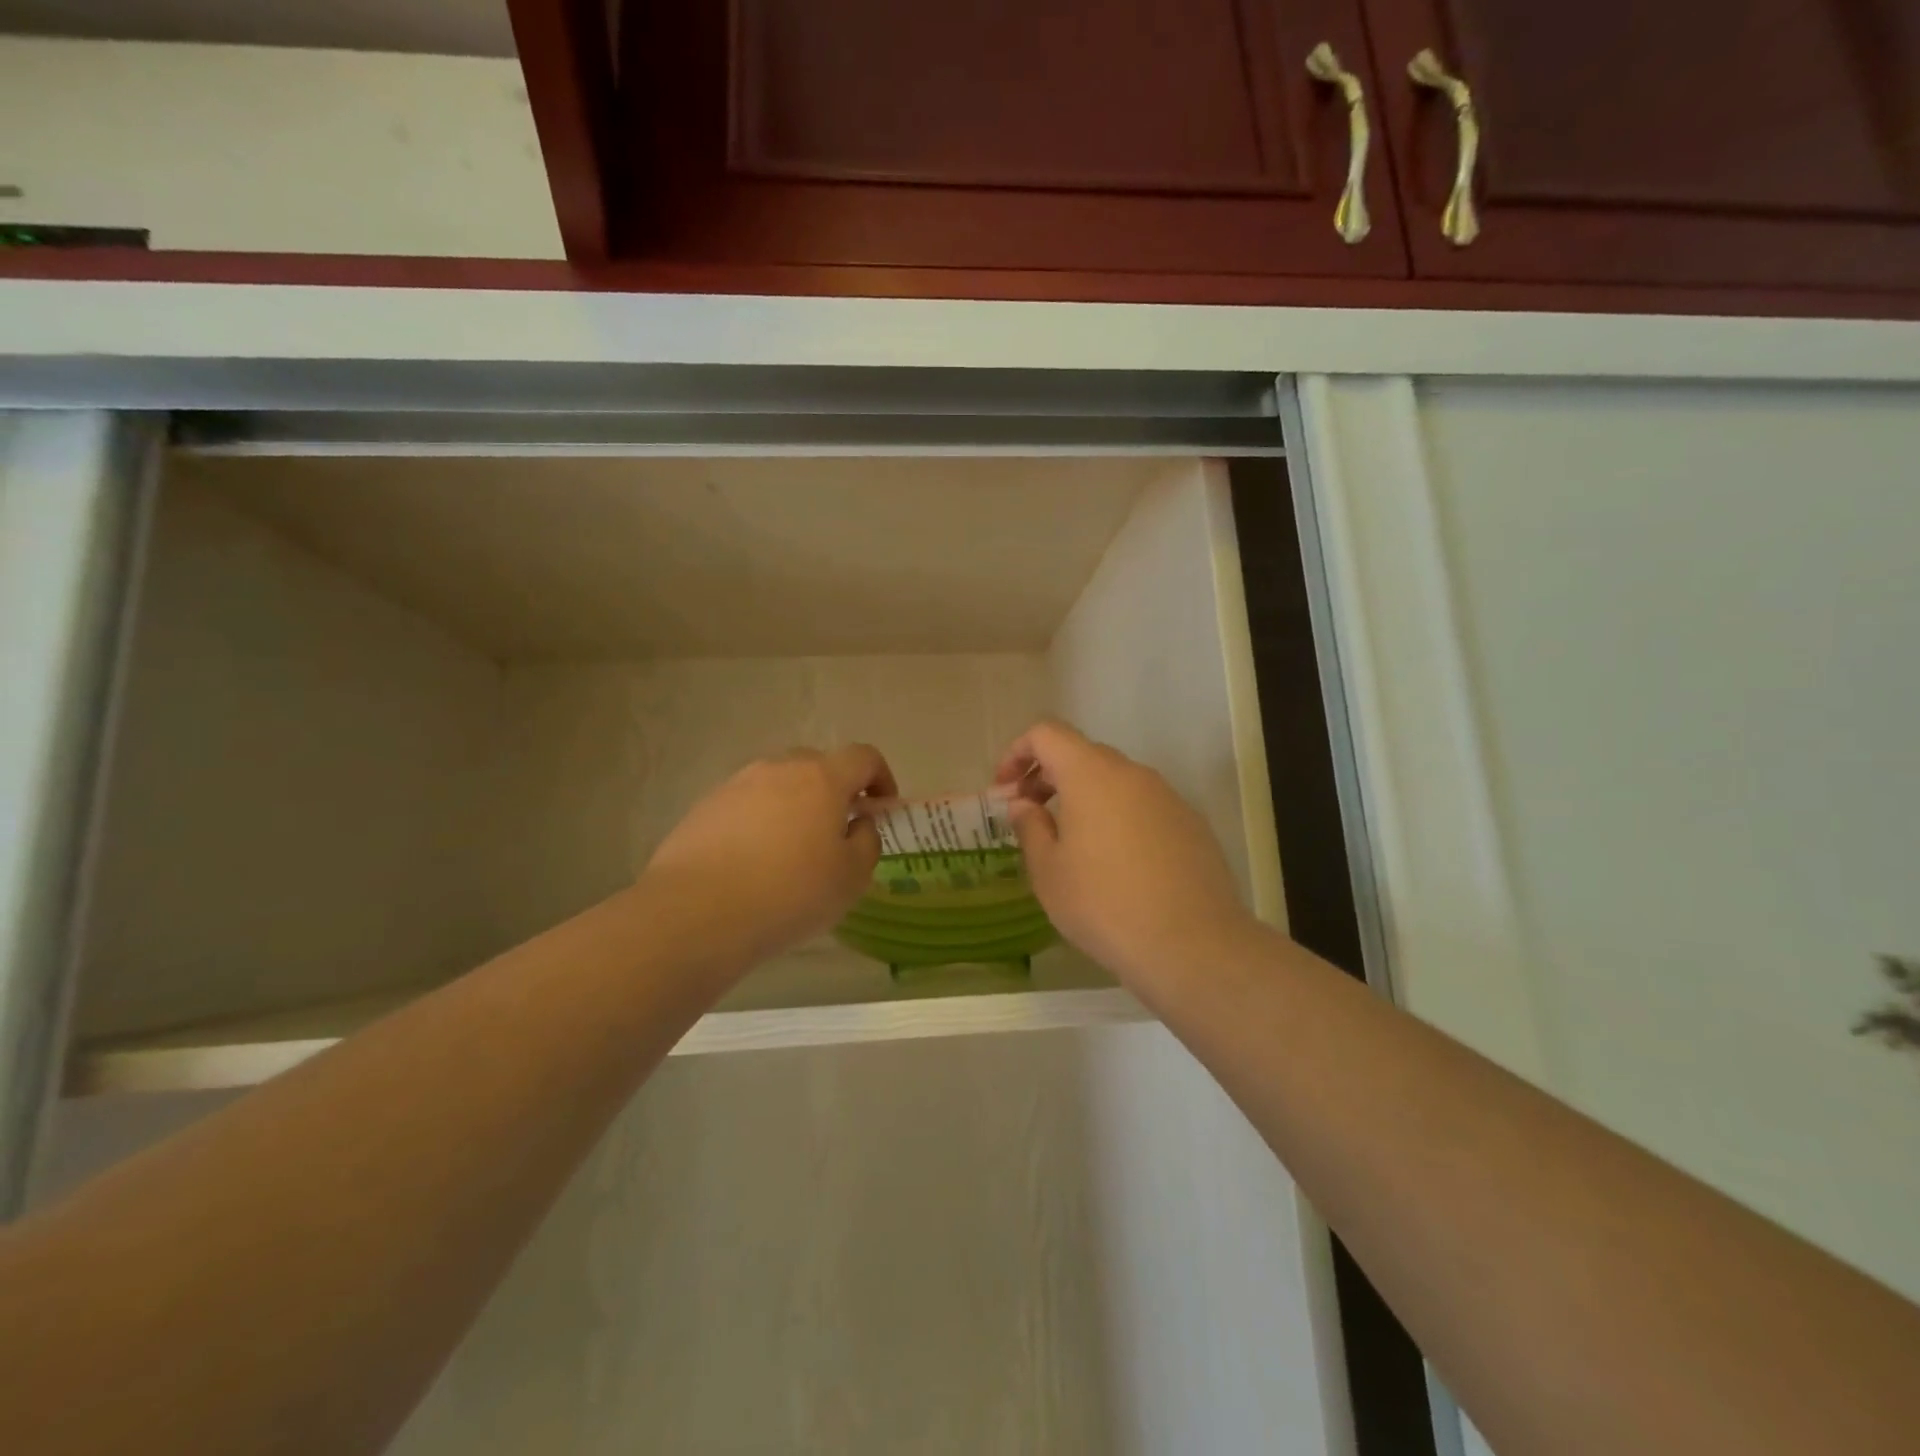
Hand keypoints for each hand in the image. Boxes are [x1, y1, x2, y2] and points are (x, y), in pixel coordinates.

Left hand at [643, 745, 895, 966]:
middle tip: (837, 831)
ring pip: (778, 784)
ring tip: (791, 851)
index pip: (863, 757)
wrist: (696, 912)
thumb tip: (859, 824)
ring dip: (794, 806)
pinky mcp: (704, 807)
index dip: (881, 777)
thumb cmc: (789, 893)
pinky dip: (759, 823)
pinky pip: (746, 805)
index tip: (882, 808)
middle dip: (835, 791)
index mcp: (822, 778)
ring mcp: (736, 785)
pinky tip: (753, 863)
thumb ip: (867, 842)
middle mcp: (779, 769)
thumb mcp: (851, 878)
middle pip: (818, 765)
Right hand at [995, 721, 1260, 994]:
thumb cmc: (1104, 905)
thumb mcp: (1049, 871)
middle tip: (1030, 815)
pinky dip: (1118, 817)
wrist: (1193, 945)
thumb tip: (1025, 804)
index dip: (1018, 752)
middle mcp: (1133, 774)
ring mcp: (1168, 797)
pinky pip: (1144, 806)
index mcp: (1091, 774)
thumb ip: (1030, 827)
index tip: (1005, 789)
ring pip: (1116, 781)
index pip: (1047, 733)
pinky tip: (1116, 863)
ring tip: (1071, 843)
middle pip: (1082, 754)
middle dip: (1049, 776)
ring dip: (1085, 797)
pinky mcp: (1191, 824)